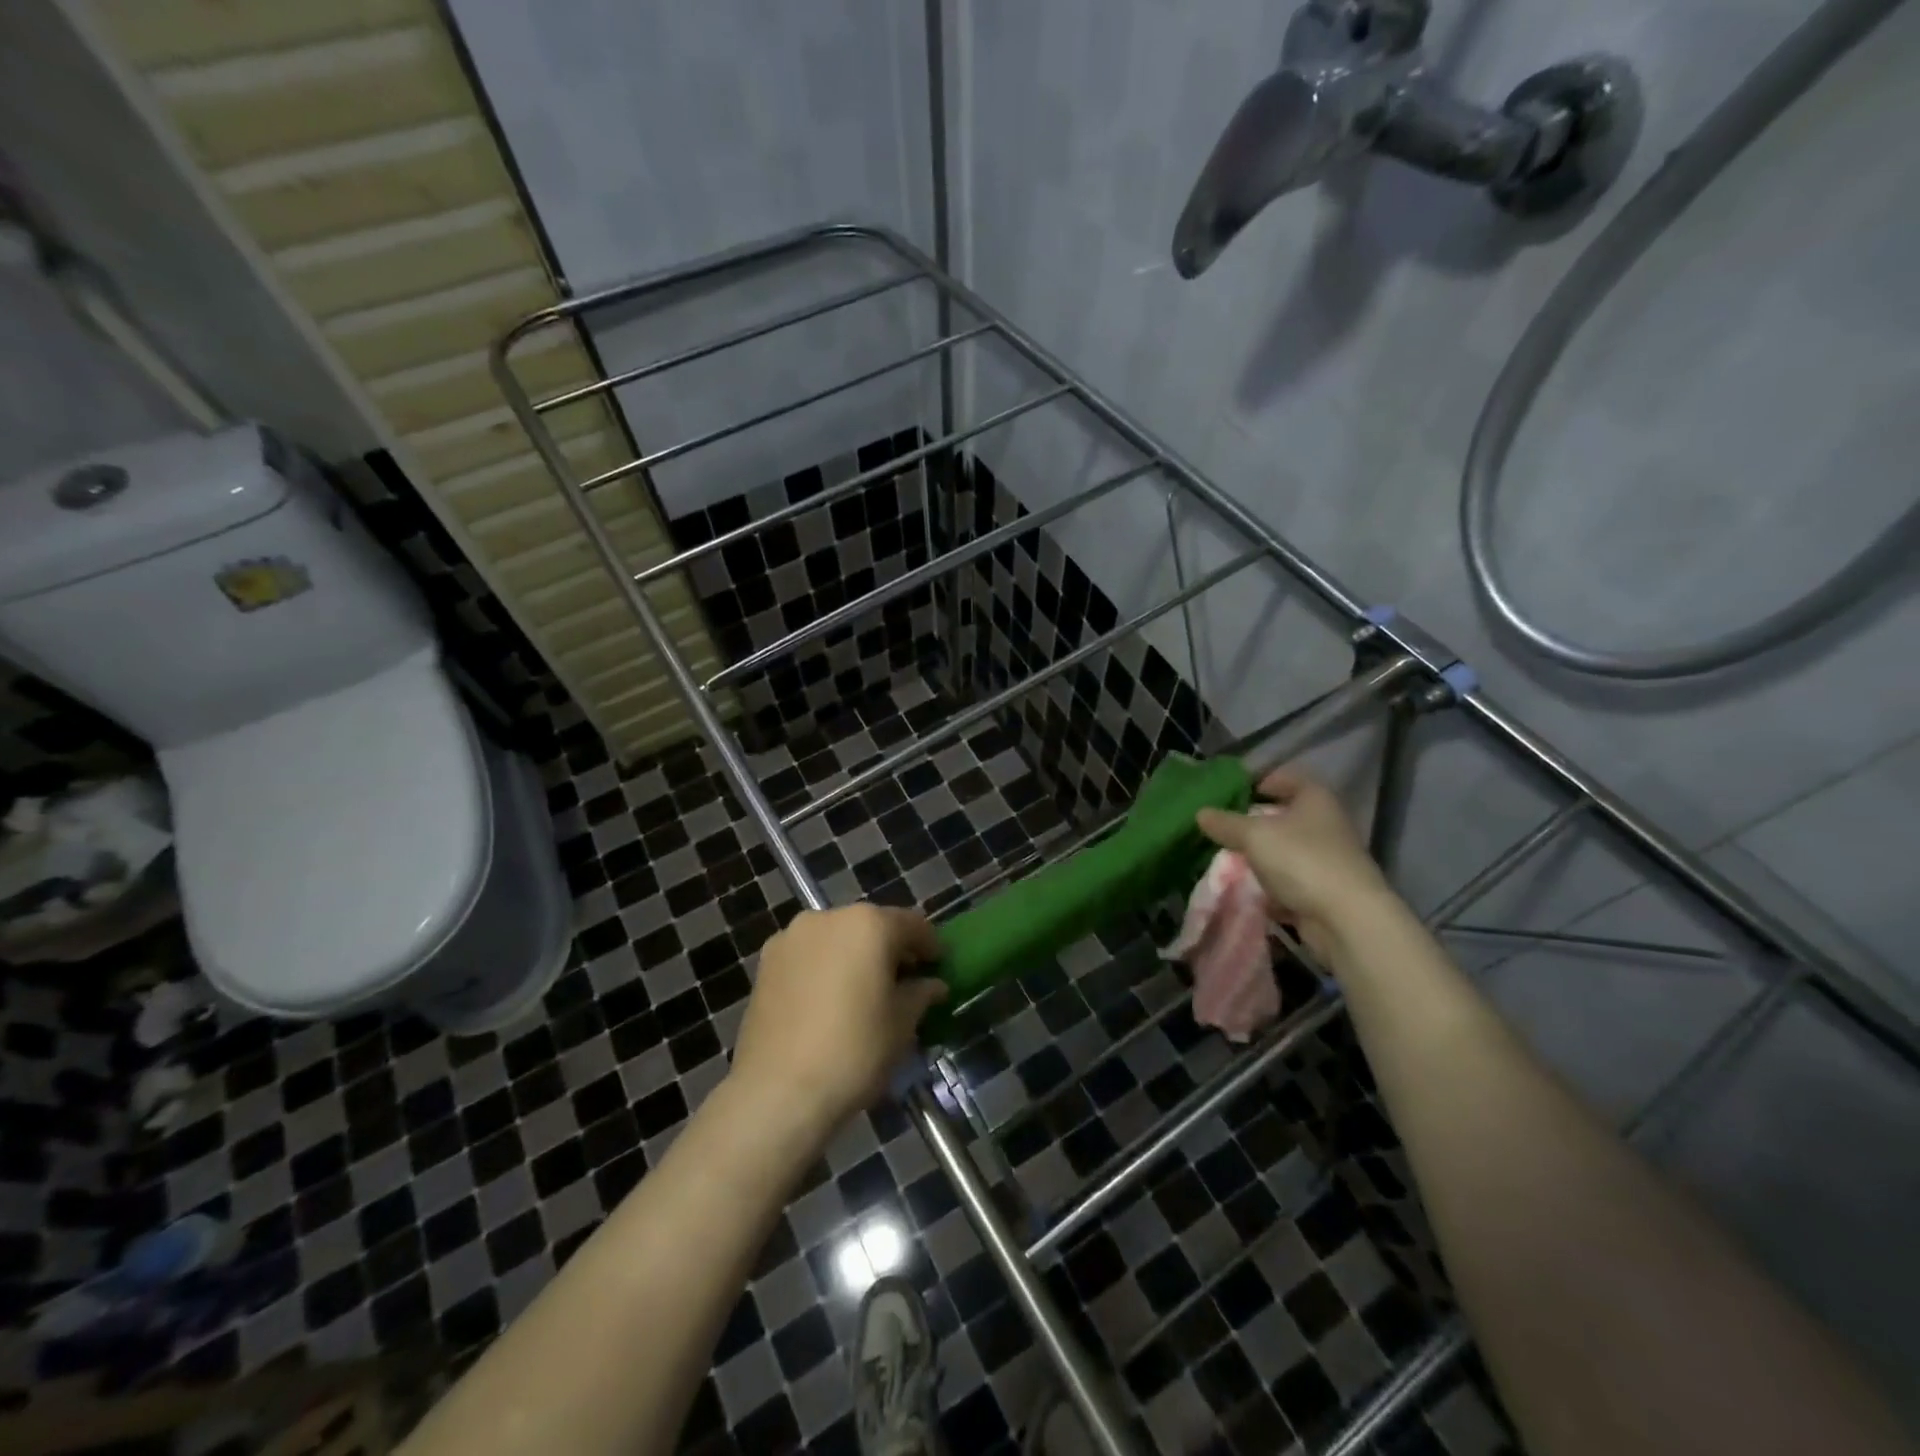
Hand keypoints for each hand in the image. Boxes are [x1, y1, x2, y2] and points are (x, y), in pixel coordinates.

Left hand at [728, 904, 946, 1143]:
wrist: (777, 1091)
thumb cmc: (854, 1051)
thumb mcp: (902, 1024)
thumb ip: (921, 994)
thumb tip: (932, 984)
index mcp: (868, 924)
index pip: (912, 924)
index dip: (930, 946)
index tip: (939, 968)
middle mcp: (828, 917)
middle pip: (871, 926)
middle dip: (890, 949)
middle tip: (903, 982)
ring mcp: (791, 937)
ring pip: (836, 939)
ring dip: (854, 956)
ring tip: (863, 994)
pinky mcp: (766, 963)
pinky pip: (808, 956)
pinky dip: (824, 968)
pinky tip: (829, 1002)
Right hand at [1195, 767, 1393, 964]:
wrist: (1346, 919)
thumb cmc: (1301, 860)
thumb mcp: (1254, 835)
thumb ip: (1225, 823)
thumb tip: (1201, 813)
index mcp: (1315, 799)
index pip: (1284, 778)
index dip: (1257, 781)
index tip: (1228, 792)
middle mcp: (1325, 824)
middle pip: (1284, 816)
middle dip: (1253, 822)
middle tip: (1221, 826)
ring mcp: (1327, 859)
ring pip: (1285, 850)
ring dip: (1260, 855)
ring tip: (1226, 858)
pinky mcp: (1324, 891)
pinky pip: (1289, 881)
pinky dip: (1270, 885)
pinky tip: (1247, 889)